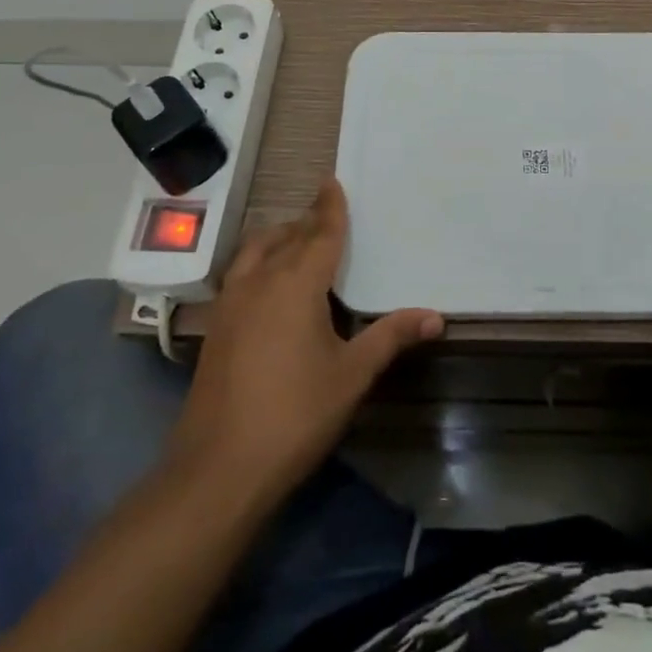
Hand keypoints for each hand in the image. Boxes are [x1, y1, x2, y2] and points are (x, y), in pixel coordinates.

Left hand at [167, 178, 441, 502]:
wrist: (219, 469)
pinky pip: (241, 274)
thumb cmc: (295, 414)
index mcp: (296, 283)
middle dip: (307, 222)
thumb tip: (436, 316)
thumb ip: (391, 337)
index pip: (320, 233)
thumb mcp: (352, 375)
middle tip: (327, 215)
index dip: (330, 207)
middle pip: (287, 236)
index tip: (332, 182)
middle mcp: (260, 281)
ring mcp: (231, 303)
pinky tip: (270, 286)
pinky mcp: (216, 327)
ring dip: (278, 238)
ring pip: (256, 251)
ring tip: (298, 243)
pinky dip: (259, 262)